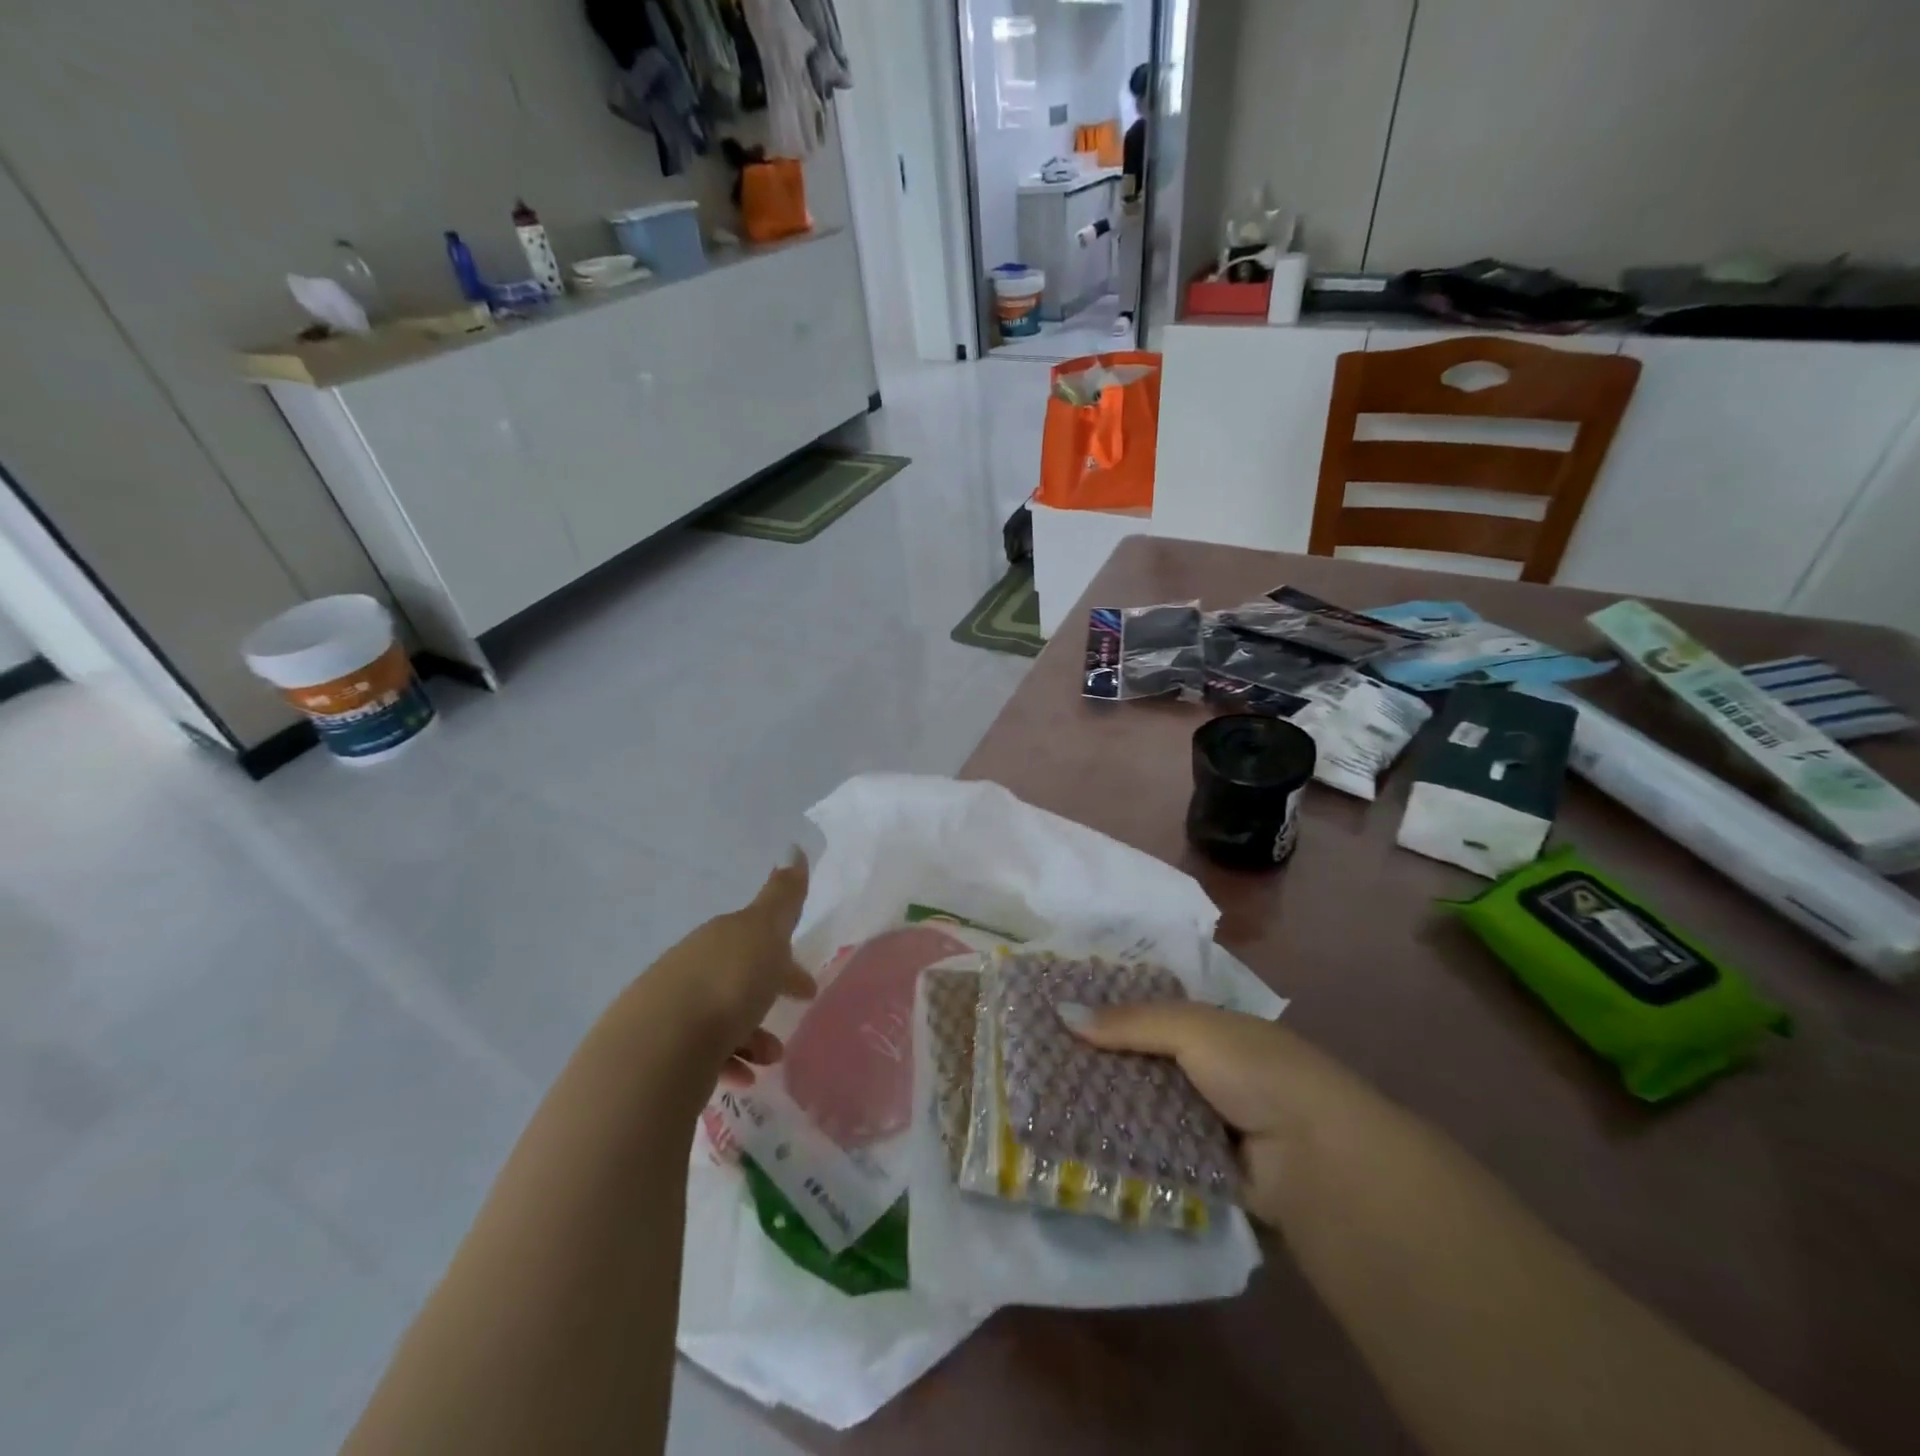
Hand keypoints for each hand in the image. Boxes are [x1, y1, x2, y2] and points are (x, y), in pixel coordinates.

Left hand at [649, 849, 815, 1087]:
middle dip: (767, 994)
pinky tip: (743, 1079)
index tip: (807, 987)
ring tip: (770, 1058)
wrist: (658, 1049)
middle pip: (738, 977)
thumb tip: (794, 847)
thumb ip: (783, 896)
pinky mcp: (662, 1052)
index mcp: (721, 938)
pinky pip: (705, 1054)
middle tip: (794, 1015)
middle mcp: (693, 968)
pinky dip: (729, 1062)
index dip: (785, 961)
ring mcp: (673, 1011)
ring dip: (752, 1035)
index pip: (758, 941)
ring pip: (722, 1018)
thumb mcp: (765, 931)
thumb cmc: (726, 983)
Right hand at [1062, 1002, 1364, 1227]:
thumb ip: (1131, 1022)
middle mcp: (1205, 1072)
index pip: (1146, 1014)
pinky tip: (1076, 1144)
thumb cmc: (1257, 1072)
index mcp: (1210, 1030)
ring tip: (1044, 1104)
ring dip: (1104, 1108)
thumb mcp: (1194, 1029)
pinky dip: (1122, 1148)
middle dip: (1096, 1063)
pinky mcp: (1199, 1168)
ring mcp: (1202, 1122)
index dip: (1105, 1013)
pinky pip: (1151, 1151)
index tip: (1053, 1015)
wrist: (1317, 1161)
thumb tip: (1062, 1014)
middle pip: (1138, 1062)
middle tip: (1036, 1063)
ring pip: (1140, 1107)